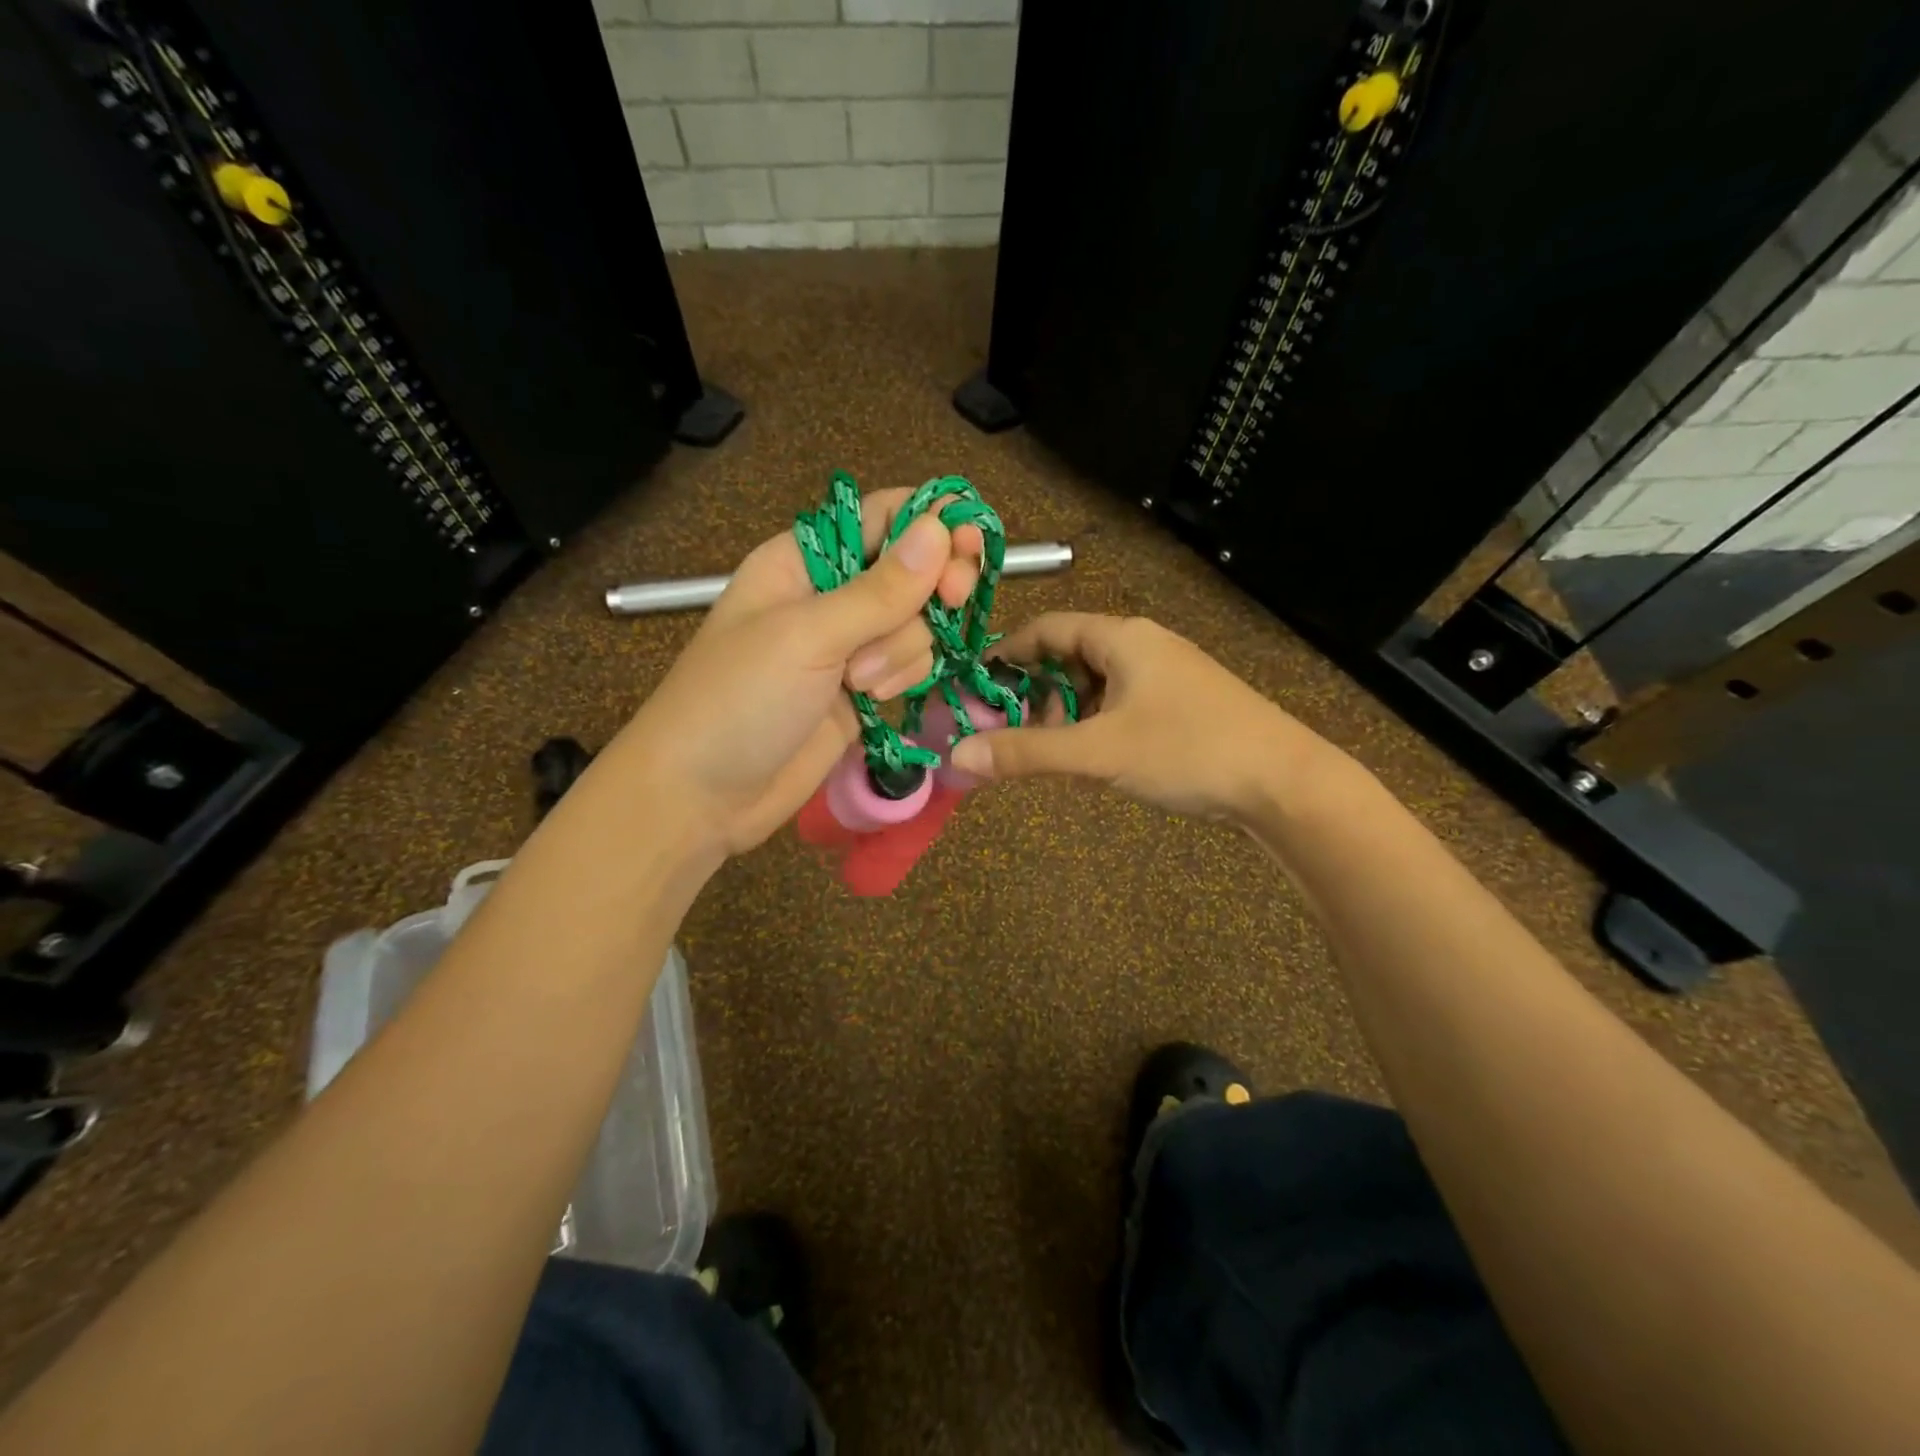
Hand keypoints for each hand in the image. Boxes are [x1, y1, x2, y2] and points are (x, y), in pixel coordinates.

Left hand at [614, 487, 983, 857]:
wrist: (702, 797)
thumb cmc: (739, 700)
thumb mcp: (807, 636)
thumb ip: (880, 589)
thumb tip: (940, 527)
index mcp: (804, 559)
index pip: (883, 516)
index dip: (932, 523)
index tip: (972, 546)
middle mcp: (831, 594)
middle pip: (912, 569)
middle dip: (932, 589)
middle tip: (951, 604)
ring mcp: (849, 646)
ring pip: (917, 623)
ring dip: (904, 650)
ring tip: (860, 684)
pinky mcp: (863, 691)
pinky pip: (911, 665)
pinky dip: (905, 678)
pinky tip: (874, 701)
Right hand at [948, 613, 1336, 821]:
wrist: (1284, 782)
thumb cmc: (1187, 750)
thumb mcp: (1098, 752)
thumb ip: (1026, 752)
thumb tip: (959, 756)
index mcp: (1122, 638)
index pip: (1048, 628)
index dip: (1008, 653)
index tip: (977, 684)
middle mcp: (1144, 646)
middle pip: (1071, 657)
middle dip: (1037, 693)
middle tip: (1014, 732)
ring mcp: (1167, 676)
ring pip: (1098, 685)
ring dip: (1067, 715)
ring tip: (1054, 753)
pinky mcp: (1183, 705)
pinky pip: (1122, 705)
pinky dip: (1097, 726)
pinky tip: (1093, 761)